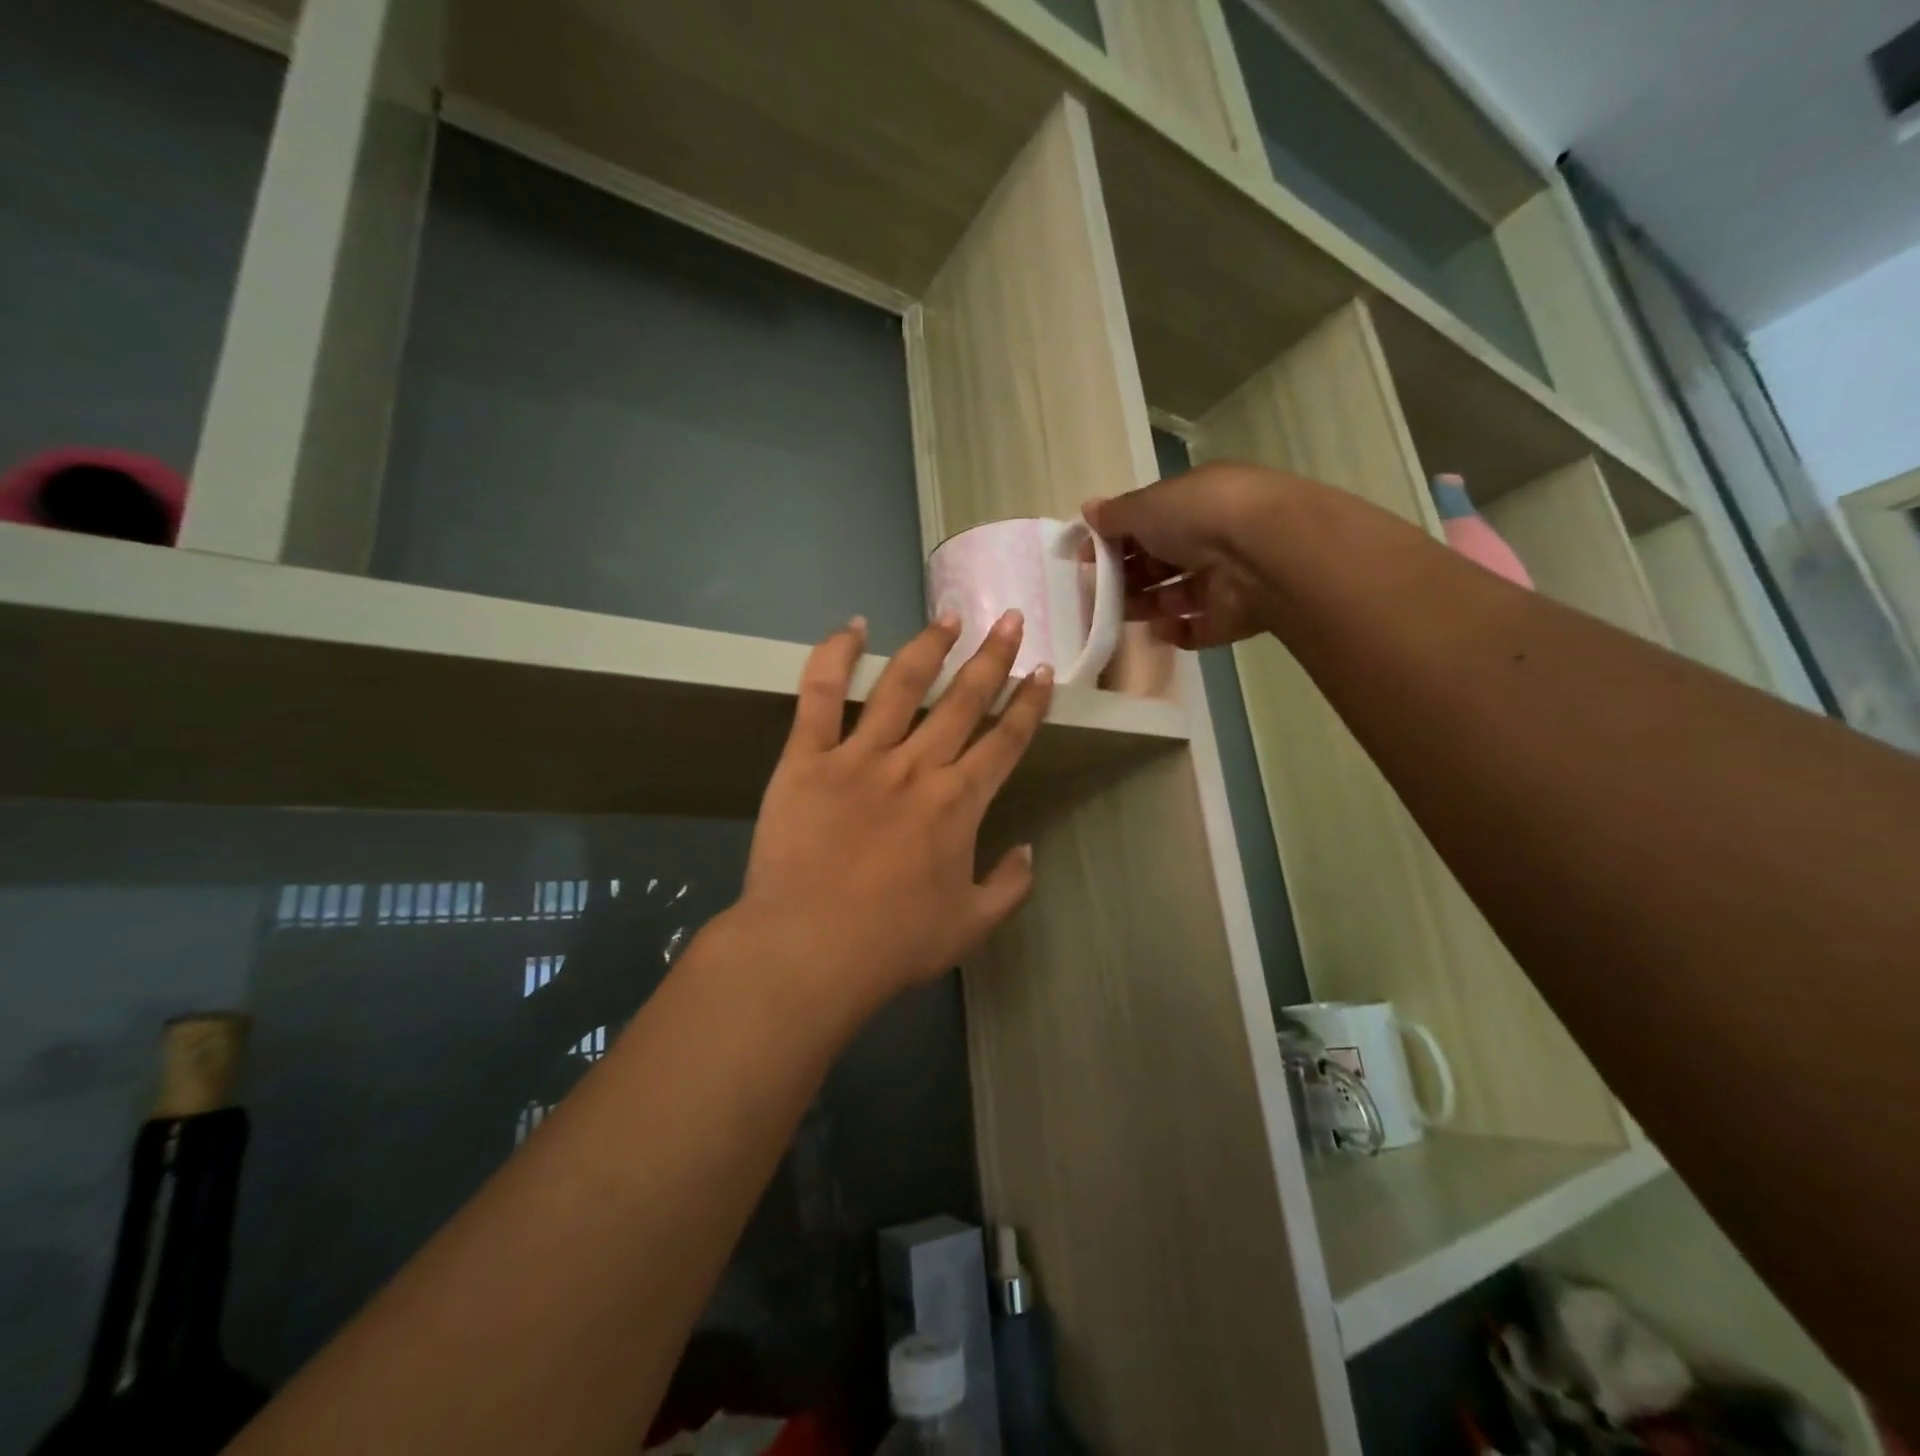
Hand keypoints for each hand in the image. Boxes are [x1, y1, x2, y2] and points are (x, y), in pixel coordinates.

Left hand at [726, 609, 1052, 1017]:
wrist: (809, 949)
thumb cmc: (893, 943)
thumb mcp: (970, 926)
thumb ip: (1009, 886)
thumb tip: (1028, 849)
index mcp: (959, 803)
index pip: (1005, 740)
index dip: (1029, 703)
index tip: (1042, 671)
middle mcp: (917, 766)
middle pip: (964, 700)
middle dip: (993, 657)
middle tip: (1010, 619)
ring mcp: (860, 756)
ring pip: (903, 684)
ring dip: (930, 646)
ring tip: (949, 616)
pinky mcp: (808, 758)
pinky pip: (819, 695)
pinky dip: (834, 656)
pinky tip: (852, 627)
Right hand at [1084, 461, 1297, 648]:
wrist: (1264, 553)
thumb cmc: (1199, 516)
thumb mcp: (1146, 505)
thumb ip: (1114, 514)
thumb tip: (1088, 511)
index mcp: (1196, 501)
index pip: (1149, 520)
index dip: (1115, 538)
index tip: (1086, 556)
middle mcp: (1213, 536)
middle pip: (1160, 560)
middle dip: (1126, 575)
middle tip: (1095, 591)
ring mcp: (1226, 579)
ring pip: (1175, 595)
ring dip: (1145, 604)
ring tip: (1116, 614)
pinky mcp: (1234, 616)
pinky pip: (1198, 628)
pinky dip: (1176, 631)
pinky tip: (1157, 630)